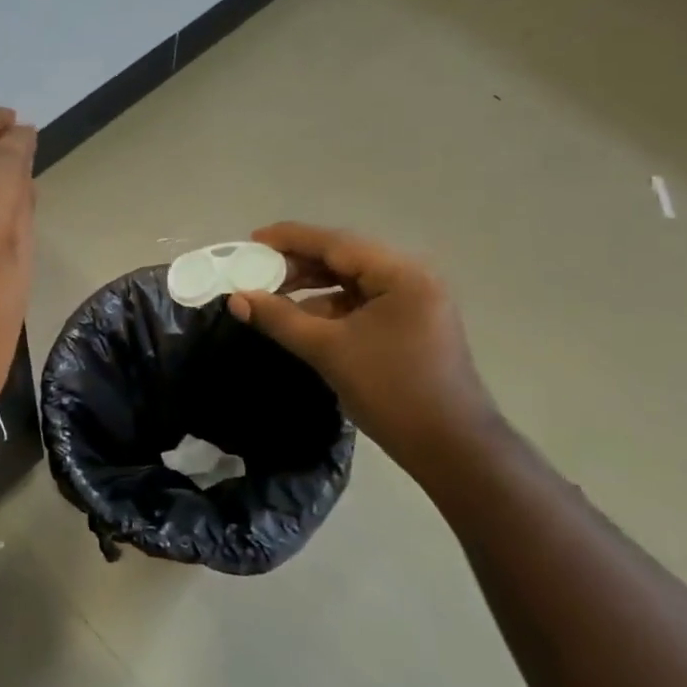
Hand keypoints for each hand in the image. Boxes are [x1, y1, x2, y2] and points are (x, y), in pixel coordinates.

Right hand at [229, 222, 500, 469]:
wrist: (449, 447)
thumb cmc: (390, 390)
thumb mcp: (328, 350)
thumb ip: (280, 318)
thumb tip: (236, 298)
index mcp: (400, 274)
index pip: (336, 243)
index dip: (290, 239)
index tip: (252, 240)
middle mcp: (411, 277)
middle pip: (345, 258)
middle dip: (298, 264)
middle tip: (256, 270)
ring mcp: (414, 302)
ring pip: (352, 282)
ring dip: (312, 287)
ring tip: (271, 294)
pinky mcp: (409, 324)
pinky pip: (362, 303)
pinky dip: (330, 307)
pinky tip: (301, 318)